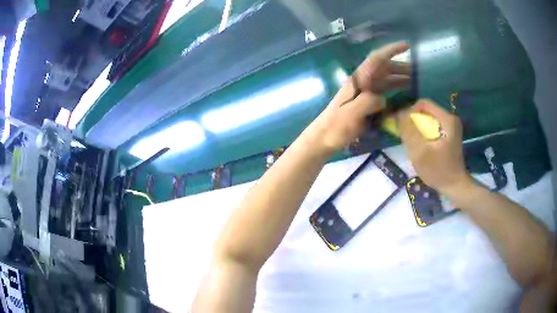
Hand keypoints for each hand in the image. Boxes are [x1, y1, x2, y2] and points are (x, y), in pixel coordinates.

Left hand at [305, 42, 410, 153]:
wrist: (324, 138)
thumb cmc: (336, 126)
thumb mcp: (351, 114)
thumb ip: (368, 103)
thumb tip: (383, 99)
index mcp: (358, 80)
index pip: (376, 59)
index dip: (392, 50)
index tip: (407, 46)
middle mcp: (363, 83)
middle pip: (384, 69)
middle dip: (401, 67)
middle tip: (419, 73)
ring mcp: (364, 93)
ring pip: (385, 80)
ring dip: (400, 79)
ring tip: (416, 83)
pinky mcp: (366, 104)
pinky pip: (384, 93)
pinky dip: (395, 92)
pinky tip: (404, 97)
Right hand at [398, 100, 471, 194]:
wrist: (455, 185)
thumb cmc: (438, 170)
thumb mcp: (420, 152)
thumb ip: (409, 131)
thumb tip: (398, 114)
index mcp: (446, 119)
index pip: (423, 103)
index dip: (409, 110)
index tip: (402, 124)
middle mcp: (450, 118)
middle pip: (426, 110)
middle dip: (414, 120)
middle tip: (406, 134)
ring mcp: (452, 126)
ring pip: (429, 118)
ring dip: (418, 126)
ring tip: (412, 140)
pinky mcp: (450, 133)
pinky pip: (433, 125)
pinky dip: (425, 131)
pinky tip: (421, 143)